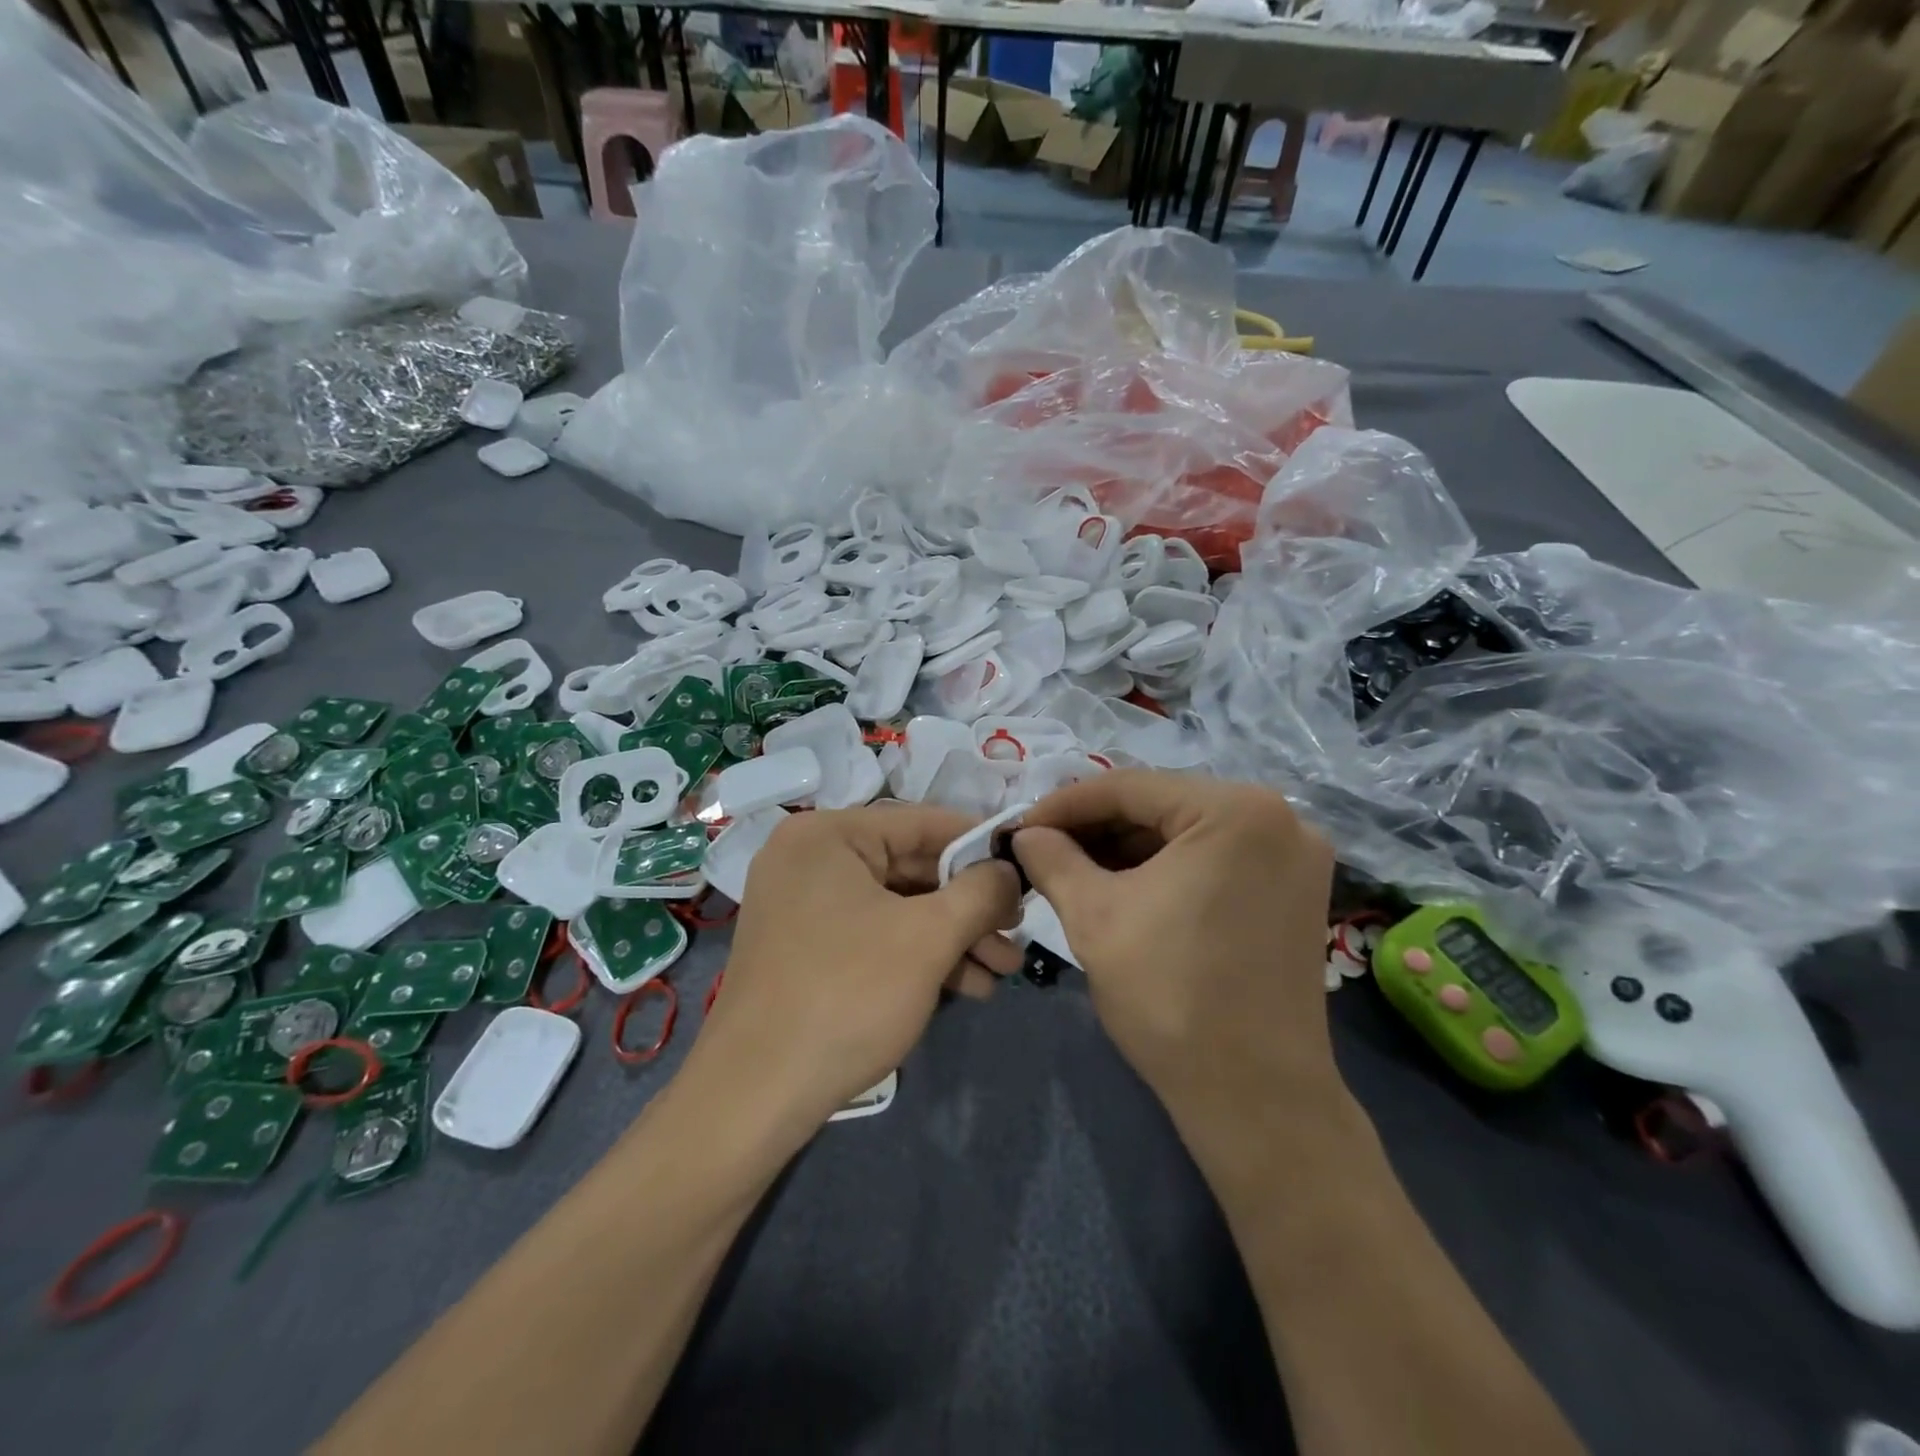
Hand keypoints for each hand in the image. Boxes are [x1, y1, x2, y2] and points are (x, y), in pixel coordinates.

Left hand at [696, 806, 1022, 1132]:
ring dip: (954, 937)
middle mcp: (811, 860)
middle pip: (912, 868)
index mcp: (828, 835)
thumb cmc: (847, 995)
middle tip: (1018, 930)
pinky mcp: (807, 949)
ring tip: (1005, 969)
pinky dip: (919, 956)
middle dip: (971, 906)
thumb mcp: (928, 937)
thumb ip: (980, 891)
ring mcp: (804, 906)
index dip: (980, 843)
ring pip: (898, 907)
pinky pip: (875, 934)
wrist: (756, 1096)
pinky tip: (969, 986)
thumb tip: (1010, 869)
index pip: (922, 822)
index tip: (1027, 865)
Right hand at [1012, 771, 1336, 1108]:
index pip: (1130, 787)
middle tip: (1041, 848)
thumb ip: (1052, 859)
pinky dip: (1165, 867)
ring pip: (1187, 831)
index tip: (1020, 826)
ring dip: (1127, 847)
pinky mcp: (1293, 889)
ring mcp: (1293, 855)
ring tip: (1071, 867)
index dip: (1065, 804)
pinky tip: (1120, 884)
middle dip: (1096, 827)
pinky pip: (1214, 858)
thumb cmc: (1170, 996)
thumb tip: (1025, 833)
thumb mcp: (1094, 916)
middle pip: (1162, 805)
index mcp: (1237, 810)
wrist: (1253, 1097)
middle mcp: (1279, 817)